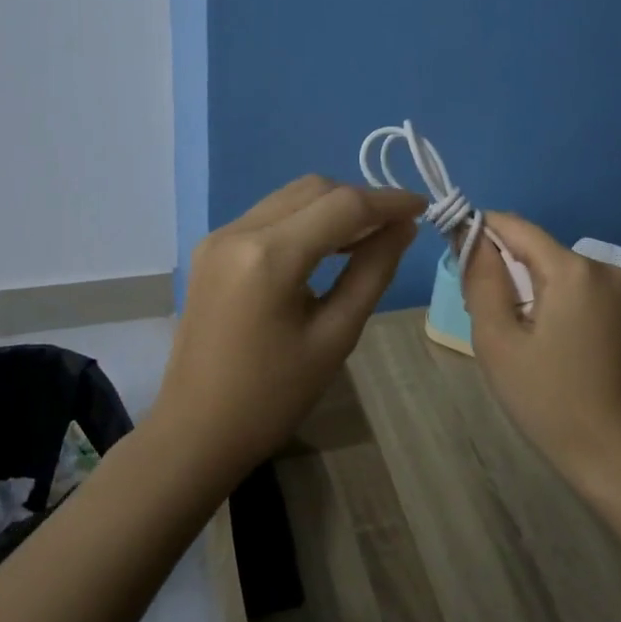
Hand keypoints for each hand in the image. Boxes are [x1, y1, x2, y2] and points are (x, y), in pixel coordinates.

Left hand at [153, 175, 426, 480]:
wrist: (195, 432)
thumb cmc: (272, 397)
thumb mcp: (336, 336)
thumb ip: (373, 271)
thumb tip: (404, 227)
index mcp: (268, 257)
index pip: (343, 206)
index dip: (389, 202)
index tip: (424, 206)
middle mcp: (239, 231)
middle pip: (314, 189)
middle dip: (361, 199)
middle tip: (397, 227)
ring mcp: (219, 236)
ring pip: (292, 196)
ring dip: (333, 206)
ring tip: (369, 236)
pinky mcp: (212, 247)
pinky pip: (270, 214)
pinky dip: (306, 219)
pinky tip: (327, 245)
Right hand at [461, 213, 620, 487]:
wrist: (618, 458)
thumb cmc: (549, 400)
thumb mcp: (498, 341)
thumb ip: (482, 280)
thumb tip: (472, 237)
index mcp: (572, 269)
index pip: (516, 227)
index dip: (482, 231)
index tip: (458, 254)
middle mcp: (605, 270)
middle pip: (541, 253)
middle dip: (509, 272)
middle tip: (488, 318)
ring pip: (564, 276)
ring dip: (537, 292)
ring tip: (522, 340)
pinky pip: (587, 297)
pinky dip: (564, 308)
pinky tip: (559, 351)